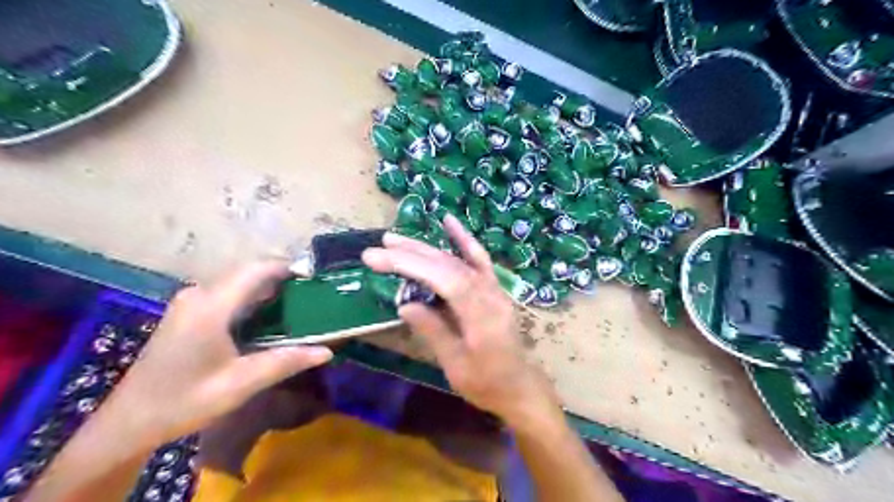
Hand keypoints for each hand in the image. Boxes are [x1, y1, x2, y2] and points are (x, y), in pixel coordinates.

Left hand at [111, 261, 330, 444]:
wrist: (129, 422)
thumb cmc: (184, 402)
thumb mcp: (240, 384)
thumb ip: (285, 362)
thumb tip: (326, 351)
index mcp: (210, 307)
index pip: (256, 270)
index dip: (288, 267)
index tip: (316, 276)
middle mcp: (199, 295)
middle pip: (248, 272)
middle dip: (282, 277)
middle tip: (314, 292)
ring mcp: (191, 301)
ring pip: (238, 281)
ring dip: (269, 287)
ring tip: (299, 301)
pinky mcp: (188, 311)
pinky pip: (228, 292)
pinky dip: (253, 297)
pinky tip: (270, 315)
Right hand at [361, 214, 555, 427]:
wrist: (520, 387)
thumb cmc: (487, 384)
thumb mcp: (456, 365)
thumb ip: (433, 331)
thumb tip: (405, 305)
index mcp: (481, 316)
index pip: (444, 279)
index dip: (411, 265)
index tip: (379, 258)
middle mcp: (489, 295)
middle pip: (448, 265)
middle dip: (411, 253)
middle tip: (379, 247)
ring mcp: (494, 289)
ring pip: (458, 260)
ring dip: (426, 247)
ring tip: (396, 239)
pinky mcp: (493, 288)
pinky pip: (478, 259)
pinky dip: (463, 239)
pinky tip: (450, 221)